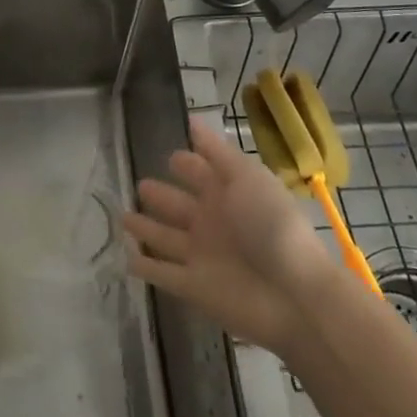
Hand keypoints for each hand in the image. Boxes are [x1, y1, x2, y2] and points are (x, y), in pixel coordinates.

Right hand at [123, 117, 333, 353]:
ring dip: (146, 229)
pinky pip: (162, 273)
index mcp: (227, 194)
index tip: (167, 154)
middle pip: (179, 205)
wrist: (293, 295)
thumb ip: (216, 152)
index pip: (200, 173)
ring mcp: (200, 255)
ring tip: (123, 218)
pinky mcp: (191, 286)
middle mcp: (212, 222)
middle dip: (160, 195)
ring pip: (165, 237)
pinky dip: (146, 267)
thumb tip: (193, 121)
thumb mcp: (247, 178)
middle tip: (139, 185)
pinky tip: (127, 259)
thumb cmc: (271, 226)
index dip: (185, 163)